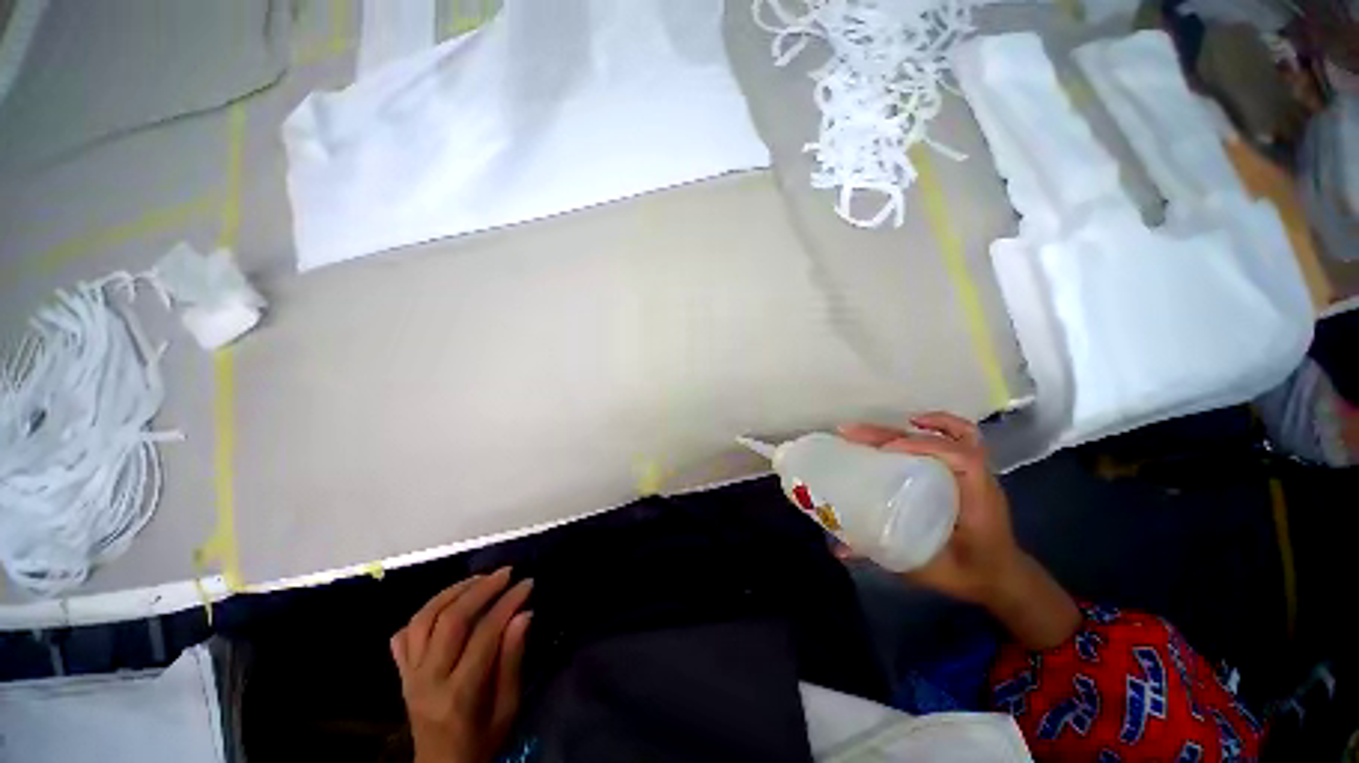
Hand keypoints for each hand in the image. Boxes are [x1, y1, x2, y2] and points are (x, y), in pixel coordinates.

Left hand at [391, 568, 532, 762]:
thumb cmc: (482, 740)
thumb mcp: (508, 707)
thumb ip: (512, 660)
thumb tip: (524, 614)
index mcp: (459, 694)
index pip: (484, 635)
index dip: (507, 603)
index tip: (527, 583)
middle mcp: (428, 680)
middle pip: (450, 621)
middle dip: (481, 589)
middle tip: (505, 573)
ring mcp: (409, 676)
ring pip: (423, 620)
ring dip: (452, 592)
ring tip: (478, 579)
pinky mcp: (401, 674)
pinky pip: (405, 635)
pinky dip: (424, 612)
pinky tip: (446, 603)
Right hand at [838, 412, 1020, 604]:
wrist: (1001, 578)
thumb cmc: (968, 573)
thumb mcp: (927, 569)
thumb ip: (885, 557)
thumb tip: (838, 550)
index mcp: (976, 499)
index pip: (961, 458)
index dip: (924, 445)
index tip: (884, 449)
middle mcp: (979, 478)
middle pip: (945, 440)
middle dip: (895, 433)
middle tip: (854, 433)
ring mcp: (976, 473)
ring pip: (958, 433)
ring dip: (922, 422)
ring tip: (883, 424)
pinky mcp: (967, 473)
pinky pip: (958, 440)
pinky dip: (938, 427)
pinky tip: (911, 425)